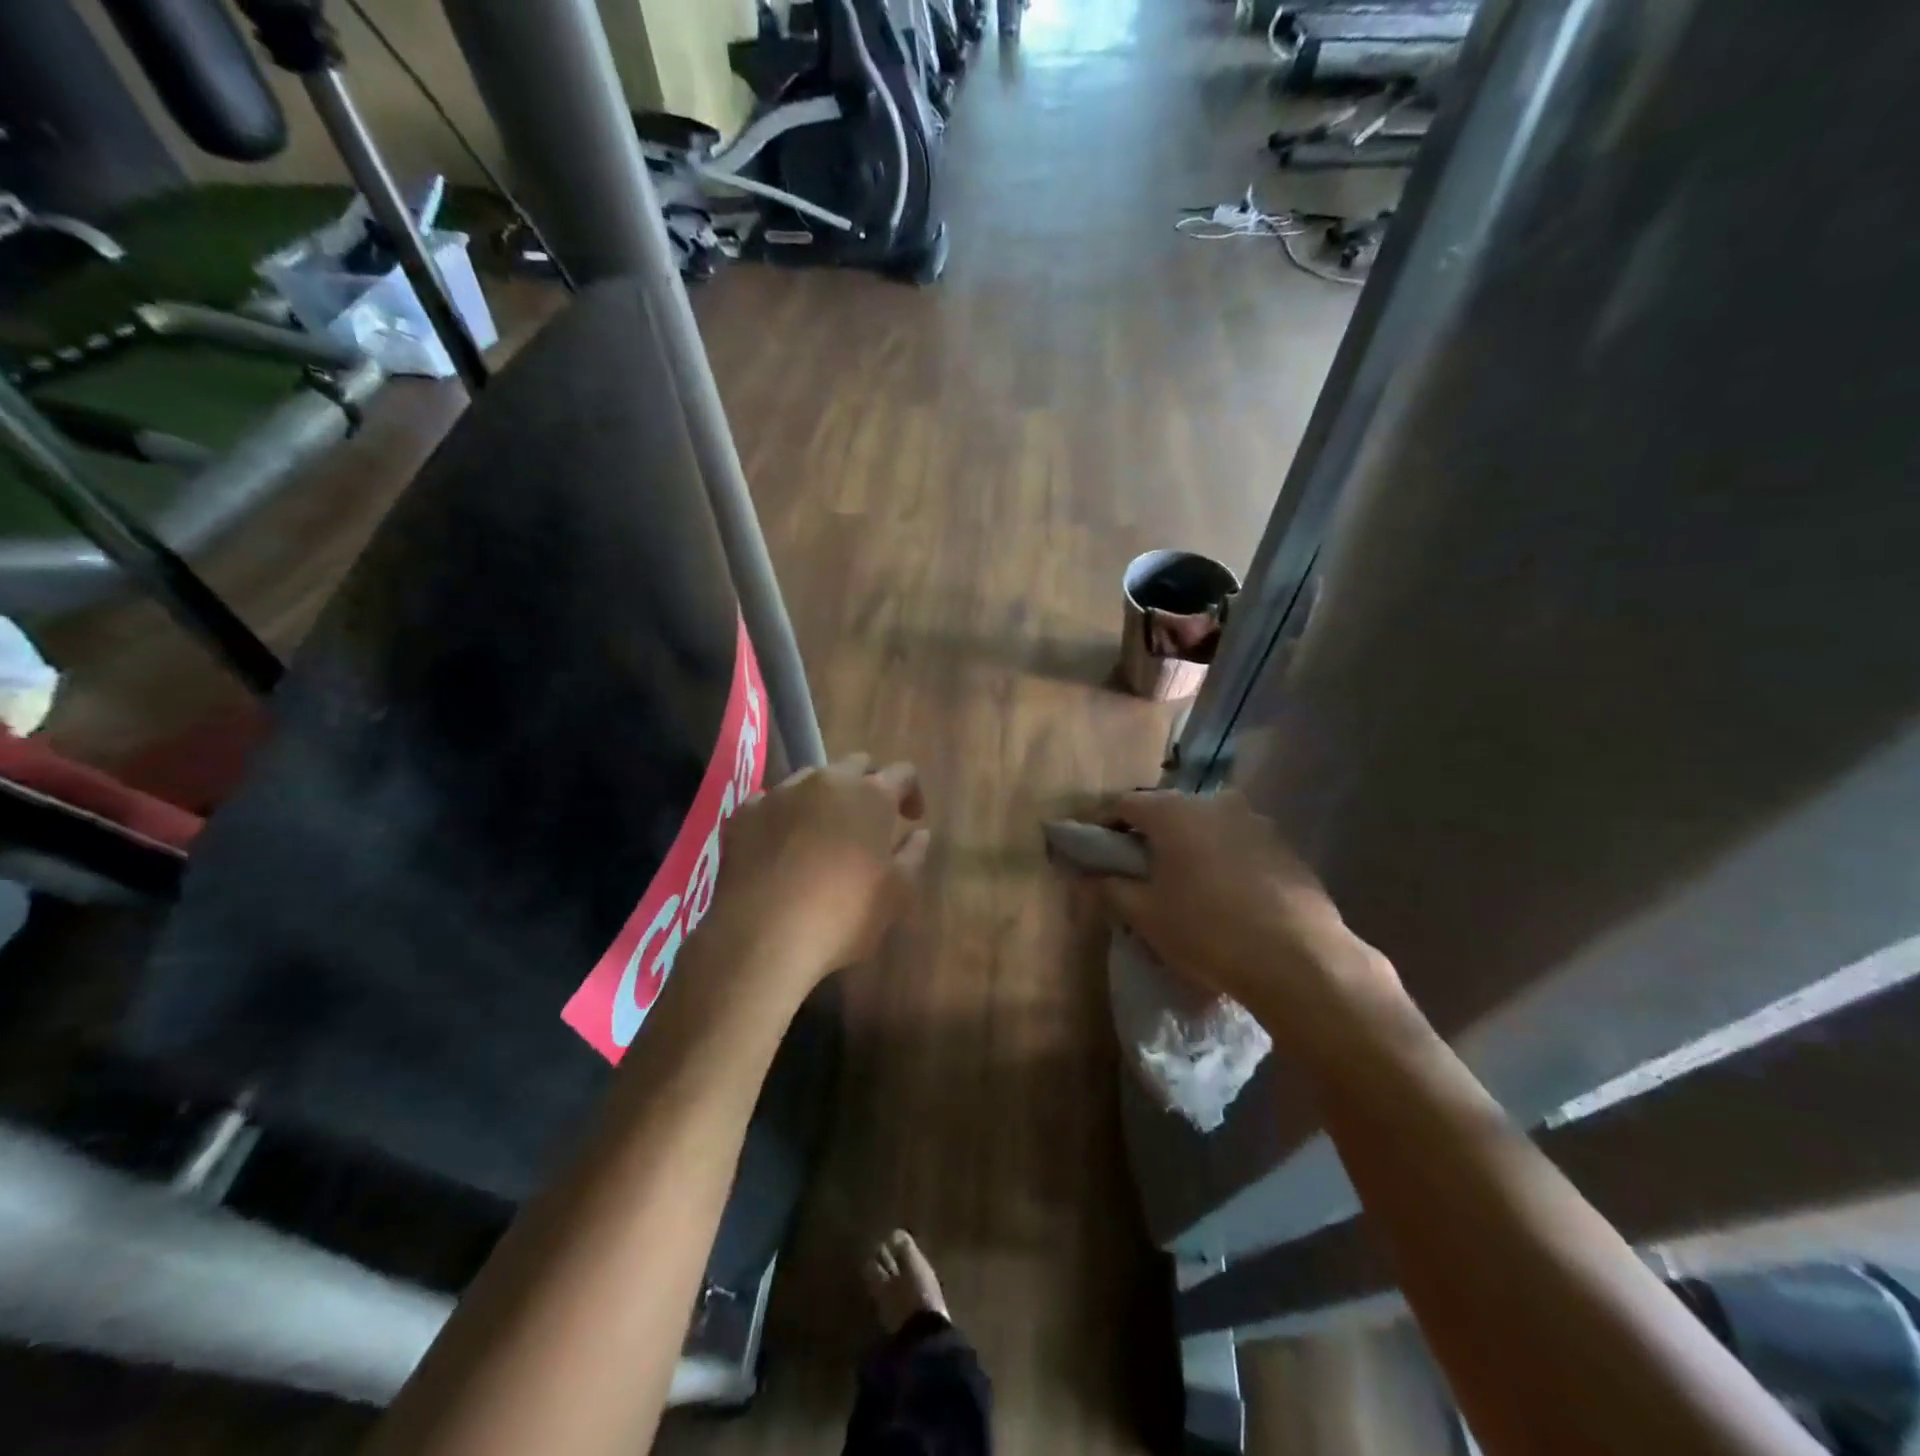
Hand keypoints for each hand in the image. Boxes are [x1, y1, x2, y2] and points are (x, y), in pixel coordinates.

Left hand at [703, 753, 930, 1002]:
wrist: (763, 937)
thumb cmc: (844, 915)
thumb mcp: (896, 894)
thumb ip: (912, 855)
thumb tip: (920, 833)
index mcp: (872, 795)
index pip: (902, 772)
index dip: (911, 792)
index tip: (911, 818)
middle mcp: (827, 781)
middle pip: (856, 765)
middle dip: (868, 785)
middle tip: (870, 820)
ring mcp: (781, 793)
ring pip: (812, 779)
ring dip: (825, 797)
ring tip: (824, 831)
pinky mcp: (745, 813)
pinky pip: (772, 800)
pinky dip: (785, 814)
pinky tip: (783, 843)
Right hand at [1069, 790, 1398, 1036]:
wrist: (1299, 961)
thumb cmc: (1207, 931)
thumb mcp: (1145, 915)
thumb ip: (1109, 889)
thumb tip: (1088, 877)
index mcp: (1173, 811)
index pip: (1123, 804)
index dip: (1101, 824)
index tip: (1091, 848)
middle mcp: (1214, 802)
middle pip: (1166, 811)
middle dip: (1146, 836)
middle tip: (1134, 870)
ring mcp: (1255, 821)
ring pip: (1204, 826)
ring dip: (1186, 846)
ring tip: (1181, 884)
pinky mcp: (1283, 845)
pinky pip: (1236, 844)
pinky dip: (1219, 859)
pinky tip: (1222, 894)